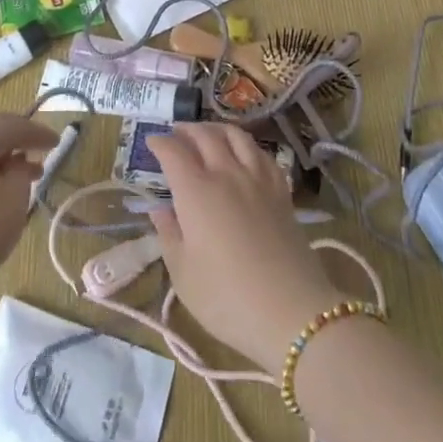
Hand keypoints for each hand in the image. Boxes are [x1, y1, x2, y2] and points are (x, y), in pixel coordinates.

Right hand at [147, 123, 342, 373]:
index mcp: (196, 191)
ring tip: (208, 134)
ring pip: (236, 136)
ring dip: (217, 129)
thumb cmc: (227, 298)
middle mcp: (226, 174)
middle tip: (176, 133)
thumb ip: (169, 236)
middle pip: (205, 136)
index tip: (151, 141)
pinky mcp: (281, 192)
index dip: (160, 143)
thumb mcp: (183, 275)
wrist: (291, 312)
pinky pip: (262, 154)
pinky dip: (247, 145)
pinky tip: (245, 154)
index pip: (173, 152)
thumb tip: (160, 210)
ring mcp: (257, 179)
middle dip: (186, 130)